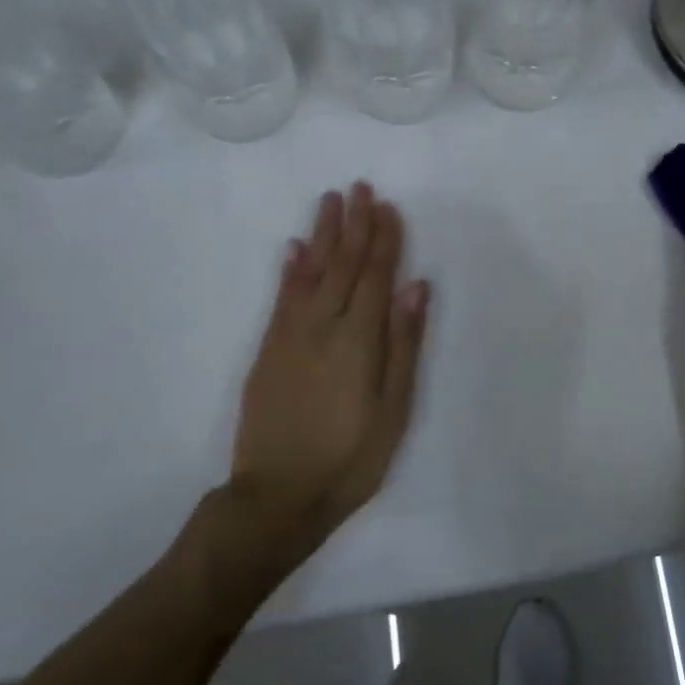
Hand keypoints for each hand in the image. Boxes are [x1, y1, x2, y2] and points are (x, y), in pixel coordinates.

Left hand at [226, 182, 429, 545]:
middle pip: (342, 266)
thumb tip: (415, 287)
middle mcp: (322, 327)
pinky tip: (295, 249)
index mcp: (359, 340)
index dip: (383, 240)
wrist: (277, 497)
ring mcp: (290, 337)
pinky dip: (290, 270)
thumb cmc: (351, 458)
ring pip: (310, 273)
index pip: (375, 276)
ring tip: (330, 202)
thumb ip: (404, 344)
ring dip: (322, 235)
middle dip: (353, 225)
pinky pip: (281, 299)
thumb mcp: (394, 408)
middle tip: (358, 187)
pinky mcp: (268, 351)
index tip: (388, 207)